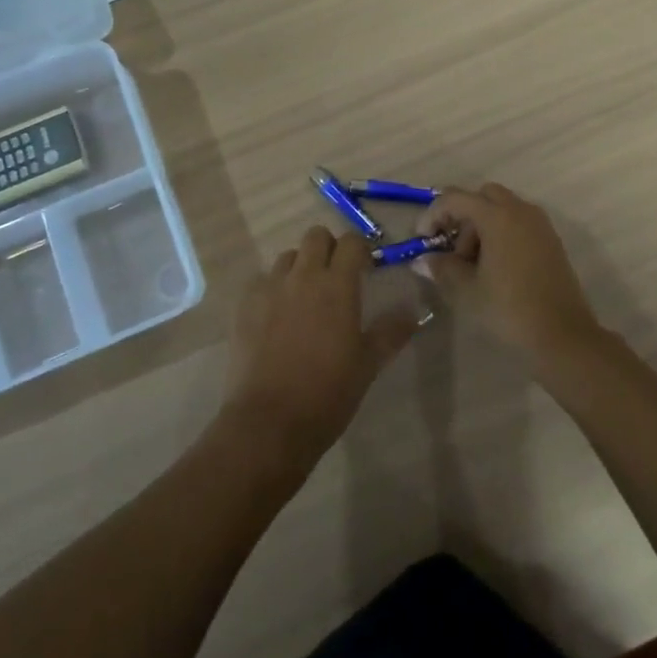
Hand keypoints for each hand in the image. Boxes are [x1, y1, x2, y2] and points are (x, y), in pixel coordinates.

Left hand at [221, 226, 418, 466]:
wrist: (269, 422)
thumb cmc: (328, 393)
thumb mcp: (368, 365)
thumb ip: (390, 332)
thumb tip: (412, 312)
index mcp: (337, 285)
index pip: (351, 242)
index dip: (361, 249)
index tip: (366, 268)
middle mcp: (302, 276)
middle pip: (315, 236)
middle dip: (329, 248)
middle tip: (336, 277)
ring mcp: (269, 288)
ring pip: (287, 257)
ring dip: (300, 267)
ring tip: (305, 298)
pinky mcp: (244, 305)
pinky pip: (262, 281)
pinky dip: (273, 289)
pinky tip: (277, 316)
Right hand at [417, 184, 602, 360]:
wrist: (563, 337)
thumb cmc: (509, 310)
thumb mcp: (466, 290)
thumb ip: (442, 267)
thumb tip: (425, 259)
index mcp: (498, 216)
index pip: (455, 198)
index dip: (433, 214)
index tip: (422, 239)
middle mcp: (521, 211)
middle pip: (482, 196)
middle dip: (462, 216)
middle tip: (452, 249)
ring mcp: (540, 225)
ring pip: (502, 208)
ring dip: (482, 226)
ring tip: (473, 264)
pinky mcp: (551, 241)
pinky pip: (519, 223)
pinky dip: (501, 233)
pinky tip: (495, 268)